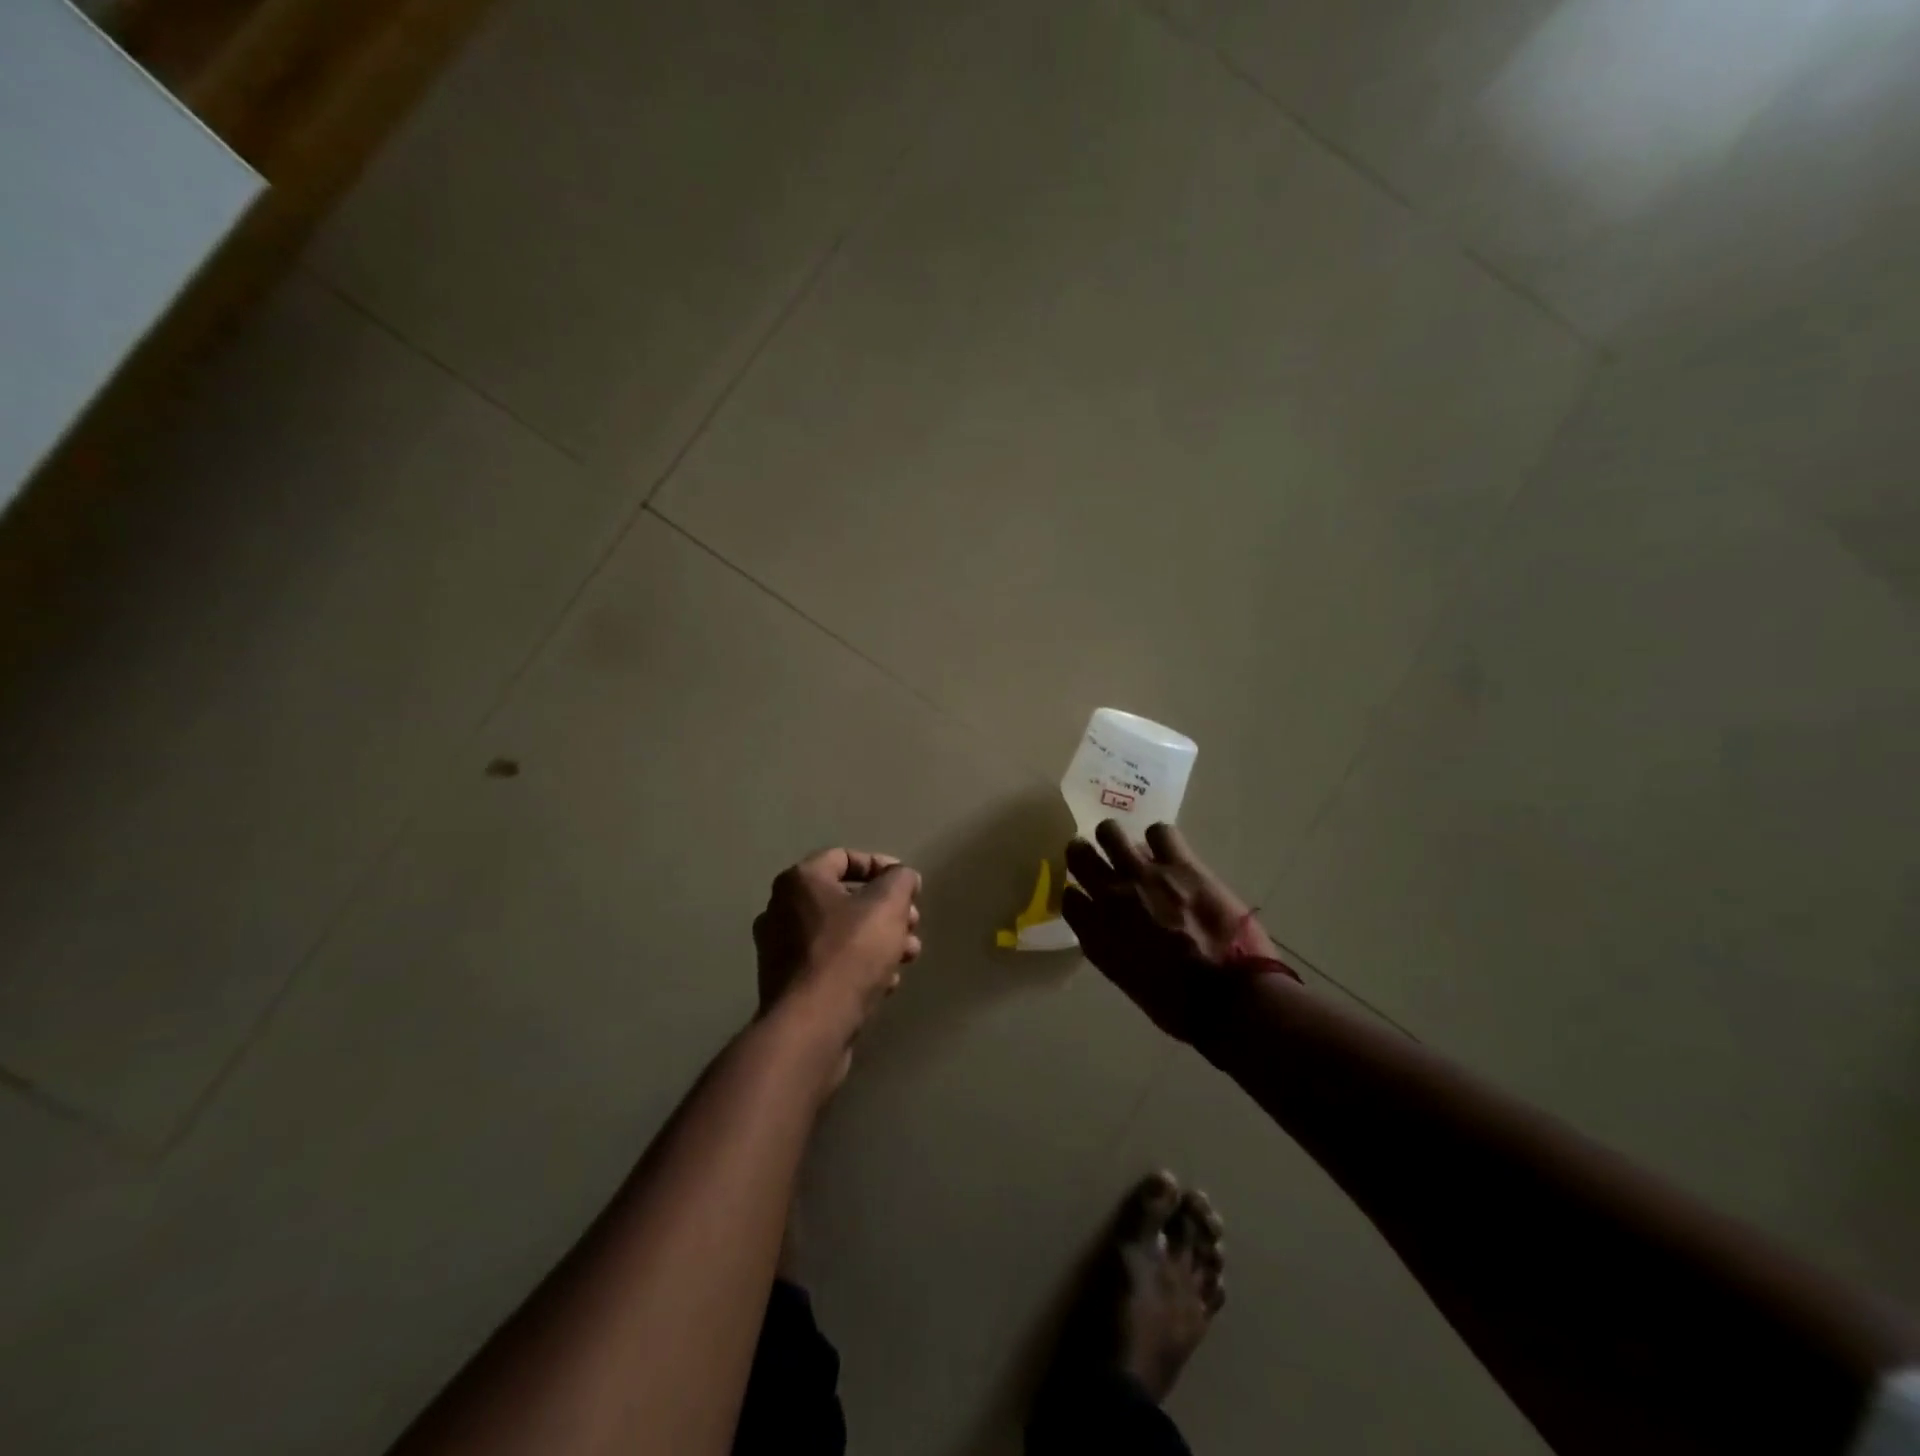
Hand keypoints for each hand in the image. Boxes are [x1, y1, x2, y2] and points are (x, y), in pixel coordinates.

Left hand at [753, 848, 921, 1080]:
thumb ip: (900, 880)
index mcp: (799, 881)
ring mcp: (780, 950)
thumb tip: (902, 876)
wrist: (812, 1027)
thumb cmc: (850, 953)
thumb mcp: (888, 905)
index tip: (909, 887)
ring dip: (879, 940)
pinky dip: (858, 967)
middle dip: (886, 910)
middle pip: (844, 898)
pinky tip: (885, 983)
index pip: (843, 858)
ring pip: (840, 934)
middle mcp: (781, 910)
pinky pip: (830, 964)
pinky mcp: (788, 986)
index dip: (881, 866)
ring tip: (908, 956)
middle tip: (912, 924)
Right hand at [1062, 821, 1295, 1043]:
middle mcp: (1111, 897)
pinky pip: (1158, 830)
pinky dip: (1160, 838)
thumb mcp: (1128, 981)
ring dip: (1117, 839)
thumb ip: (1113, 948)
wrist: (1230, 999)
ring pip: (1110, 832)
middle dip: (1085, 854)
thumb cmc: (1180, 1005)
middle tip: (1099, 858)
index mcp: (1096, 934)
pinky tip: (1168, 851)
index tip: (1088, 897)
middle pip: (1079, 854)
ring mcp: (1144, 876)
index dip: (1077, 894)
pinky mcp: (1179, 864)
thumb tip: (1118, 928)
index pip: (1068, 898)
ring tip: (1131, 848)